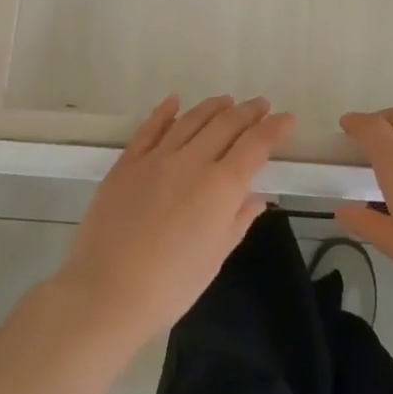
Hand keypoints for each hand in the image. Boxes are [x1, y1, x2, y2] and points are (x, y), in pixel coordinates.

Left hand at [56, 95, 290, 348]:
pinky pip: (150, 128)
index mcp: (221, 186)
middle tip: (261, 105)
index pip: (255, 145)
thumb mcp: (214, 258)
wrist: (105, 292)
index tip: (287, 118)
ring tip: (227, 100)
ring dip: (213, 107)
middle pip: (226, 124)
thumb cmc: (169, 286)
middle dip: (248, 111)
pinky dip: (165, 112)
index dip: (274, 129)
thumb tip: (257, 197)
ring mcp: (157, 158)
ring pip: (191, 120)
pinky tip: (174, 101)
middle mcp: (192, 161)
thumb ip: (237, 221)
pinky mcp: (127, 163)